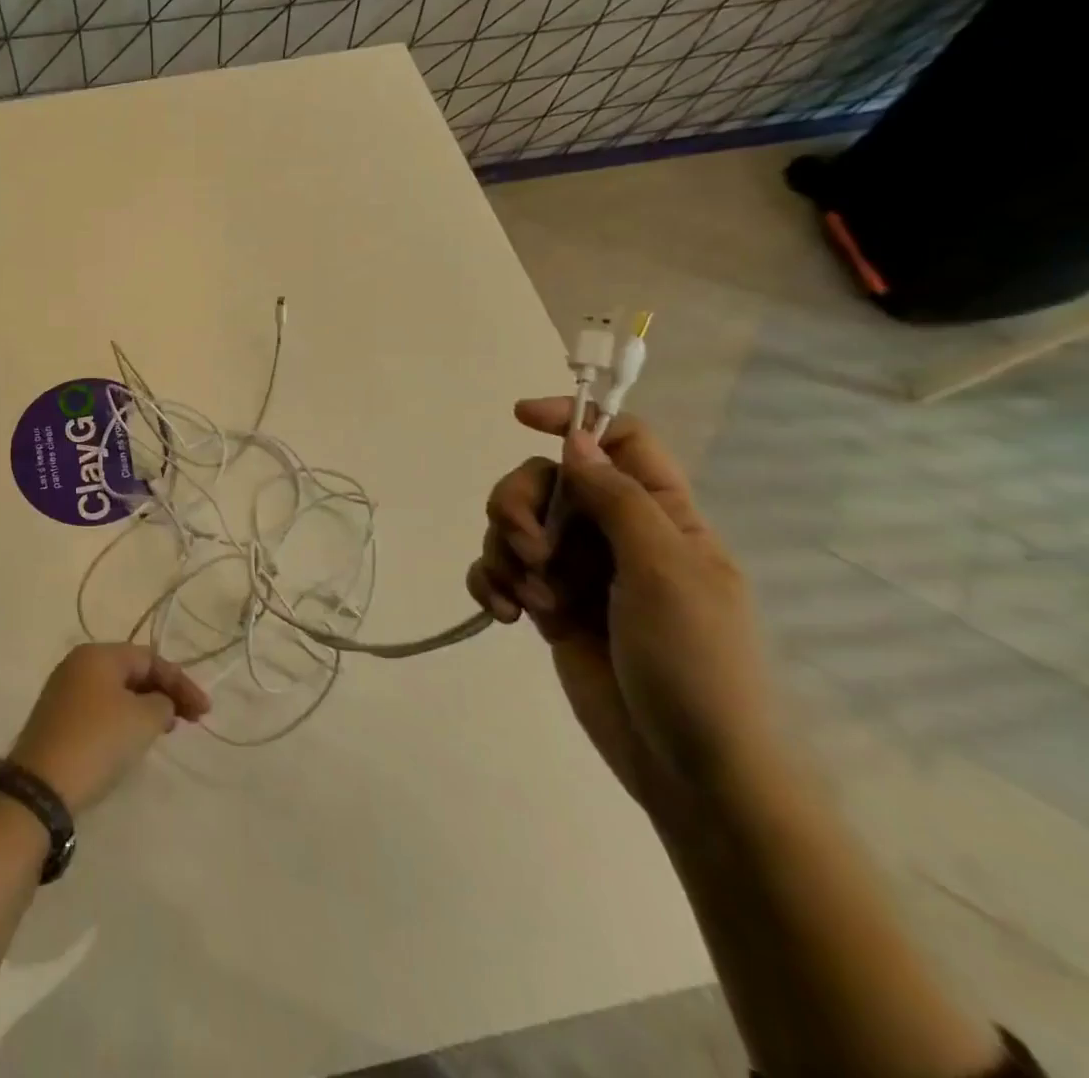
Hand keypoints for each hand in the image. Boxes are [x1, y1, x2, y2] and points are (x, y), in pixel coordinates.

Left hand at [9, 643, 210, 814]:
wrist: (41, 787)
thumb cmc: (97, 741)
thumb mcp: (142, 720)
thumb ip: (162, 703)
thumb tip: (159, 704)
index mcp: (98, 654)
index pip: (150, 658)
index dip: (181, 682)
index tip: (205, 712)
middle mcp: (78, 664)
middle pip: (132, 671)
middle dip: (164, 693)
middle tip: (189, 720)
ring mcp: (64, 691)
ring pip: (116, 691)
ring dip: (145, 706)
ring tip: (166, 729)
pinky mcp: (58, 718)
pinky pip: (101, 708)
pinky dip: (124, 718)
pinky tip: (134, 739)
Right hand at [467, 397, 779, 811]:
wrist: (692, 769)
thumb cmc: (696, 663)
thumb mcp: (666, 572)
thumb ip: (618, 499)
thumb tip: (575, 438)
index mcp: (661, 515)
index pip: (618, 439)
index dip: (573, 418)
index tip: (520, 417)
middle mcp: (615, 534)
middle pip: (547, 480)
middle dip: (520, 504)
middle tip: (527, 546)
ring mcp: (578, 571)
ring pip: (515, 525)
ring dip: (505, 552)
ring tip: (528, 599)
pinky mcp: (547, 606)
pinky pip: (500, 572)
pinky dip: (491, 584)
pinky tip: (502, 616)